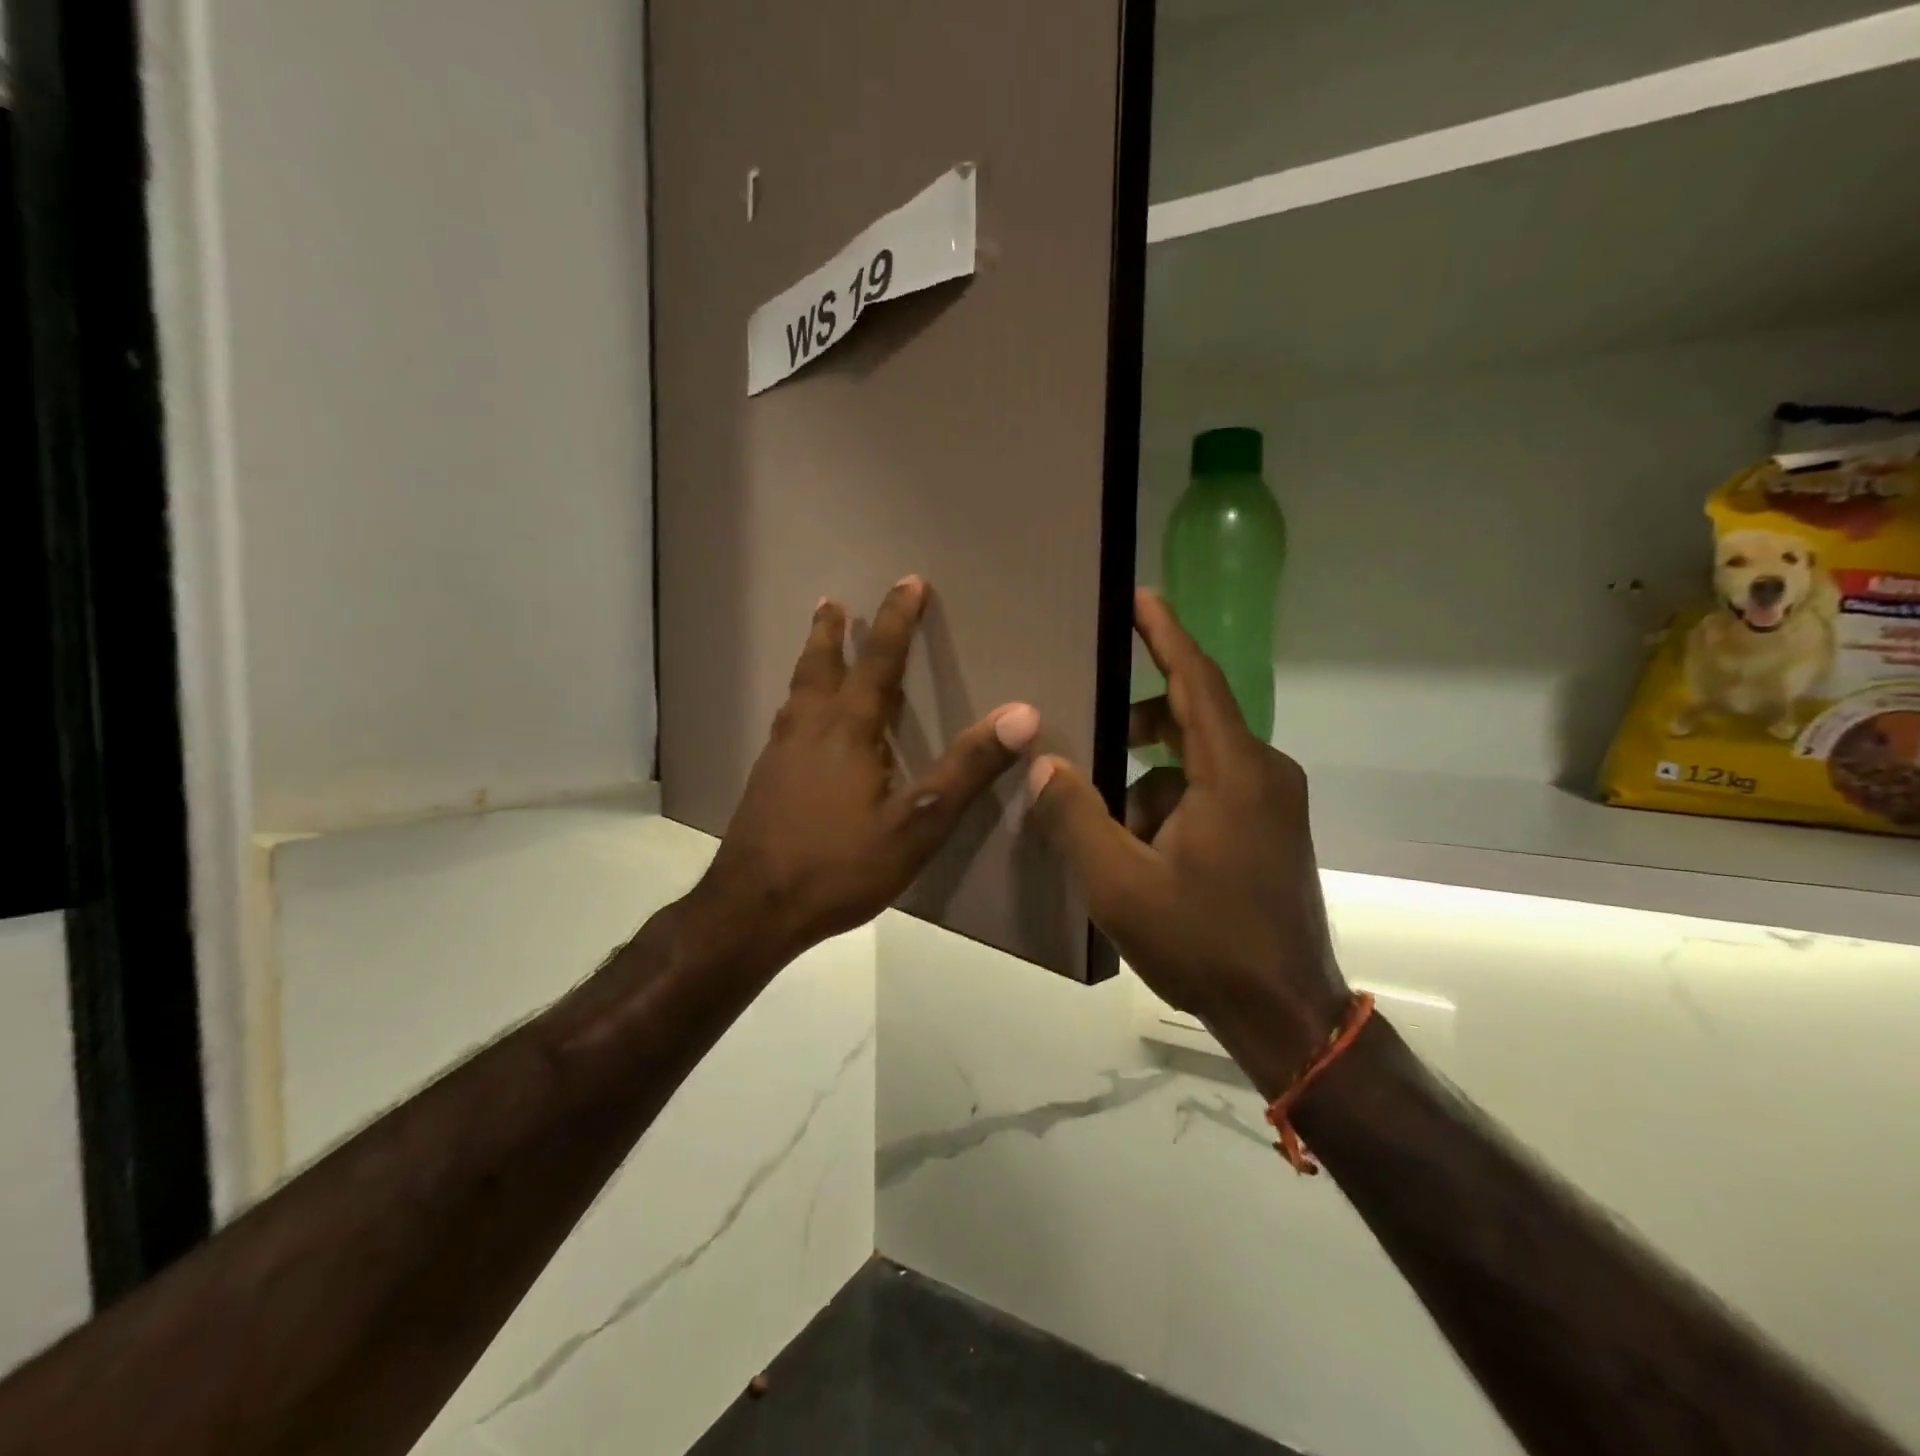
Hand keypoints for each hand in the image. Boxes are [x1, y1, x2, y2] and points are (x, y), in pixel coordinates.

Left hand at [693, 577, 1039, 964]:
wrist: (752, 909)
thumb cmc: (839, 865)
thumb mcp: (916, 823)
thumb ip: (967, 768)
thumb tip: (1021, 714)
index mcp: (848, 730)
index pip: (879, 661)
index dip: (896, 620)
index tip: (908, 581)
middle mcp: (809, 729)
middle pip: (821, 666)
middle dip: (832, 631)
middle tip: (833, 602)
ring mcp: (779, 754)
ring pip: (797, 691)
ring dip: (811, 660)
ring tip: (816, 643)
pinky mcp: (764, 780)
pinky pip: (785, 721)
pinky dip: (798, 700)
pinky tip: (798, 721)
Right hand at [1026, 590, 1348, 1096]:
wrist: (1283, 1012)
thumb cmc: (1203, 941)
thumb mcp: (1119, 883)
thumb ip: (1076, 815)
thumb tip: (1046, 763)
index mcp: (1233, 772)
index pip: (1196, 680)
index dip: (1165, 633)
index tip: (1138, 596)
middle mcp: (1262, 773)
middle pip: (1193, 717)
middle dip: (1137, 717)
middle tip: (1086, 720)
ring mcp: (1272, 804)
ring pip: (1198, 760)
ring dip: (1148, 771)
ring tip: (1099, 805)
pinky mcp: (1271, 830)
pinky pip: (1212, 790)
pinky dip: (1170, 797)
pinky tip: (1134, 841)